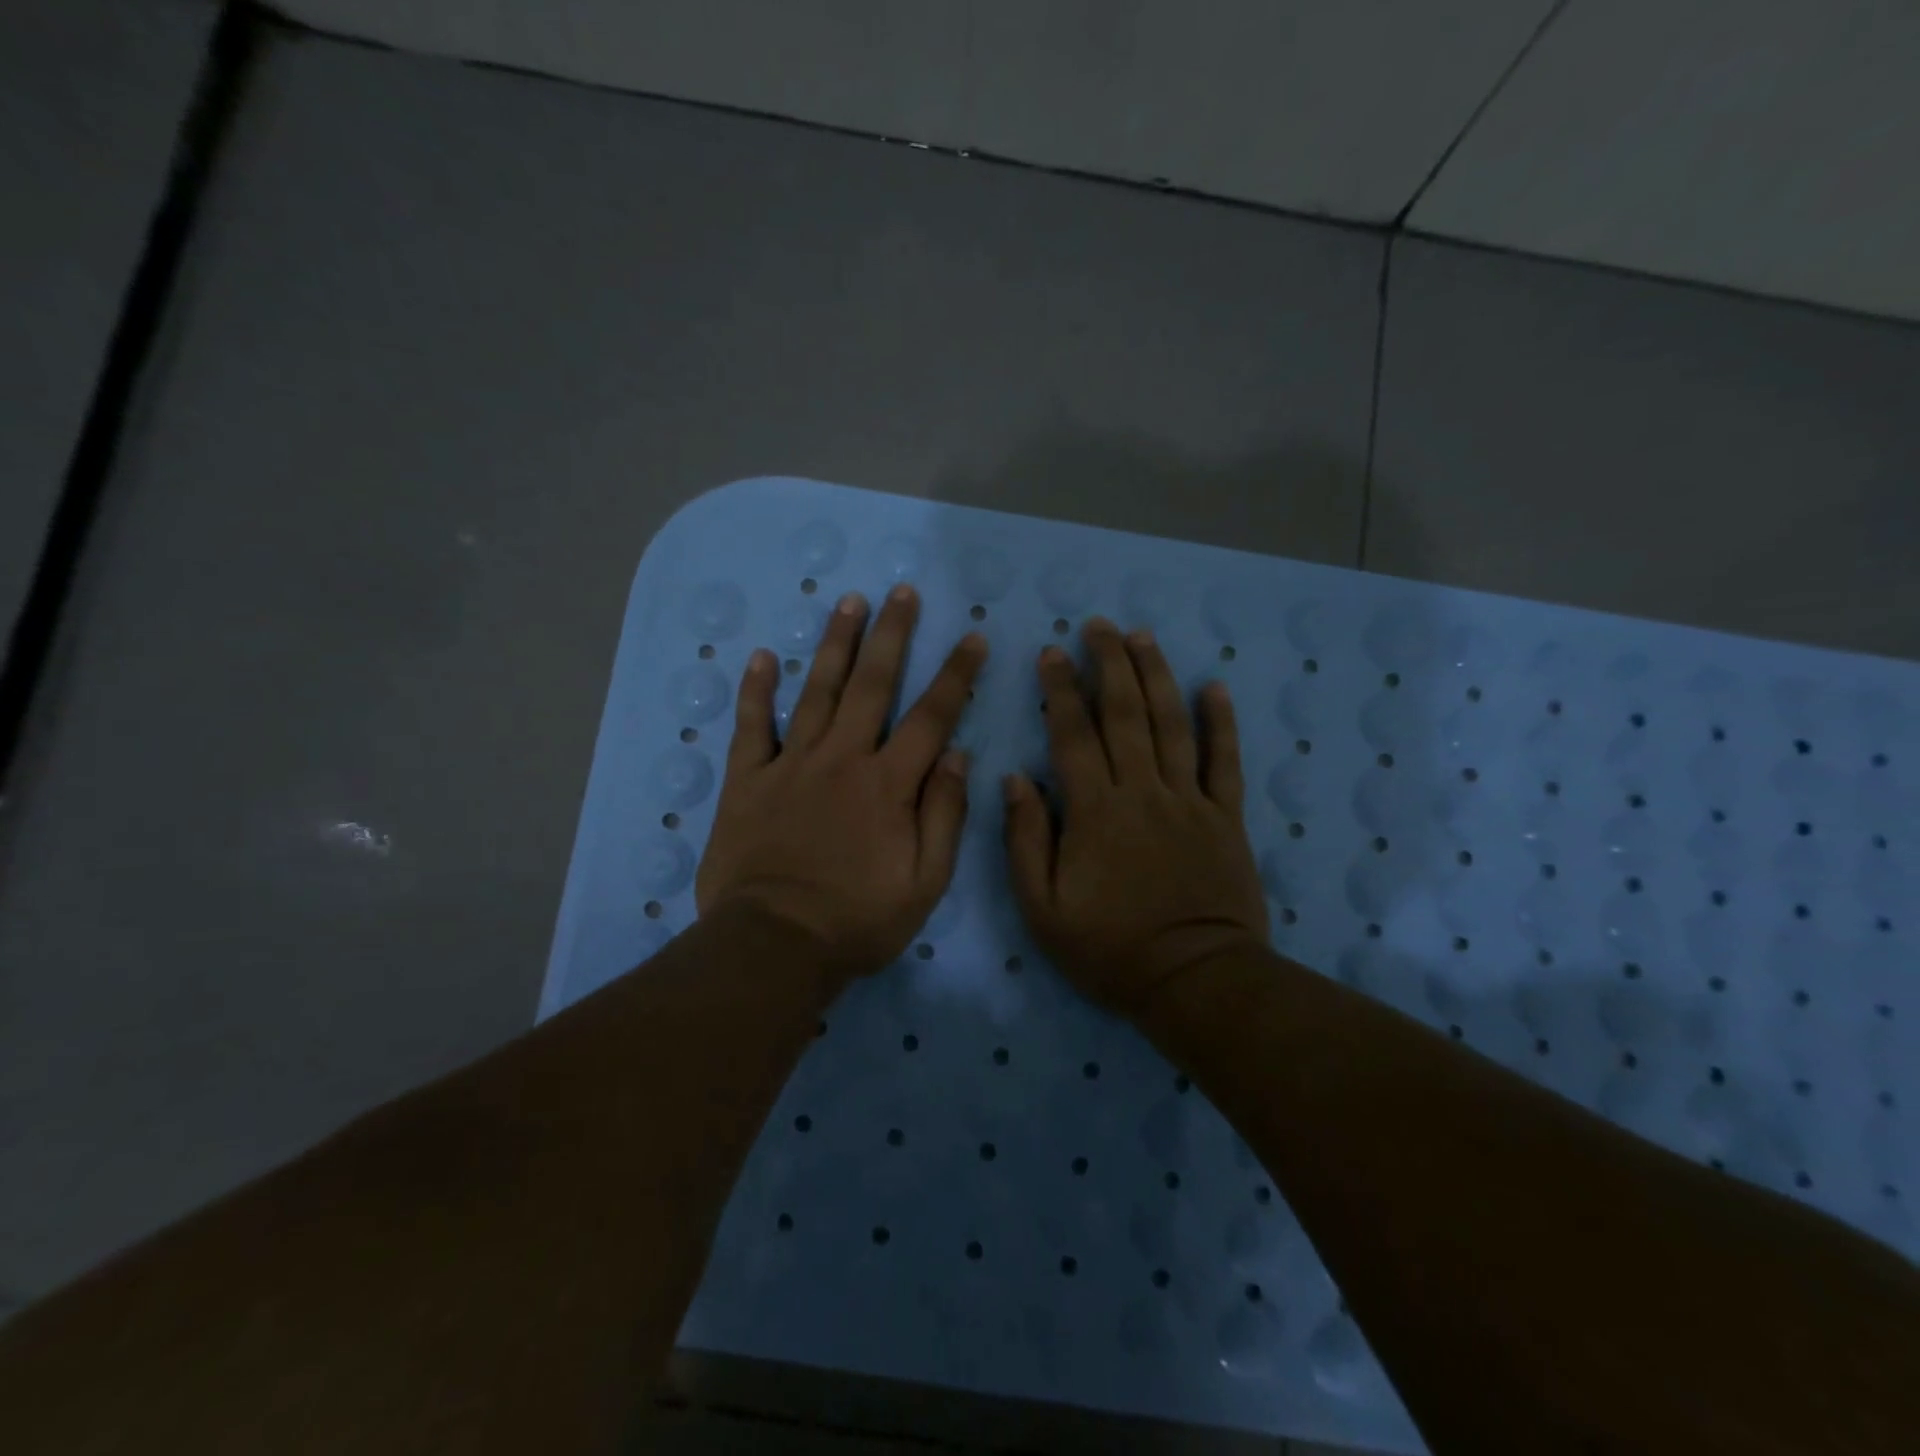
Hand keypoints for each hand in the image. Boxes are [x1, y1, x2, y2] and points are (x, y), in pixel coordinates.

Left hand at [696, 584, 987, 981]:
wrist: (774, 945)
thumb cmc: (858, 920)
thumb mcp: (924, 882)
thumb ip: (943, 815)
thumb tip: (957, 755)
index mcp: (888, 784)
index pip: (931, 717)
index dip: (955, 675)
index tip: (971, 637)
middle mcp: (842, 759)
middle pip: (872, 685)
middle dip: (891, 635)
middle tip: (901, 592)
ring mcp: (791, 765)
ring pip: (816, 691)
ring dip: (835, 644)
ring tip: (848, 602)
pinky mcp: (748, 781)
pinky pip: (752, 726)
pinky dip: (756, 691)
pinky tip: (761, 657)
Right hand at [1003, 619, 1267, 1016]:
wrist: (1195, 982)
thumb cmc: (1110, 949)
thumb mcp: (1043, 909)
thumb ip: (1027, 840)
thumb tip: (1016, 779)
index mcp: (1095, 812)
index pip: (1074, 735)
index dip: (1061, 690)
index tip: (1052, 653)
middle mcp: (1143, 792)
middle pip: (1125, 714)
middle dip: (1110, 664)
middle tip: (1099, 625)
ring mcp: (1190, 801)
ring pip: (1173, 724)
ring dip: (1157, 675)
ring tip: (1142, 637)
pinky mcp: (1225, 817)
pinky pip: (1225, 761)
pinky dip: (1221, 722)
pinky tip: (1214, 687)